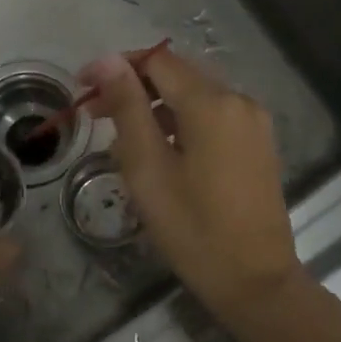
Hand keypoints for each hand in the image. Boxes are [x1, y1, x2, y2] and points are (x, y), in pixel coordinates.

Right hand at [80, 48, 308, 324]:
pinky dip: (182, 123)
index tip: (82, 88)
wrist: (255, 281)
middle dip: (133, 87)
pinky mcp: (258, 144)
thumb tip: (108, 60)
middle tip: (95, 115)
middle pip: (177, 75)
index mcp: (212, 103)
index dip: (115, 67)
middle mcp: (239, 101)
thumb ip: (128, 108)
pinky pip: (213, 118)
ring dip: (156, 107)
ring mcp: (254, 123)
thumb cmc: (193, 228)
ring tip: (121, 139)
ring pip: (195, 97)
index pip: (156, 60)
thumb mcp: (148, 168)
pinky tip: (160, 152)